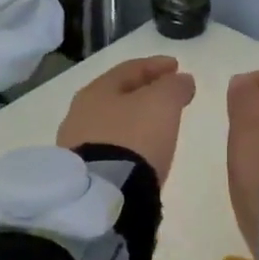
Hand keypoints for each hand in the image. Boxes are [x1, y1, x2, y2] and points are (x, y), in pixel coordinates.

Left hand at [56, 56, 196, 185]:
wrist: (106, 194)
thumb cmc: (134, 138)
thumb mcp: (162, 104)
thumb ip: (174, 86)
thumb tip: (182, 80)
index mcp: (96, 91)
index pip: (129, 69)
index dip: (156, 65)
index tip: (177, 66)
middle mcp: (79, 114)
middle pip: (117, 95)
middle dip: (144, 92)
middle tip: (167, 95)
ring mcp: (77, 145)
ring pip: (111, 122)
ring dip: (135, 119)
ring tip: (157, 125)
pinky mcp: (83, 173)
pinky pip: (109, 147)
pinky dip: (128, 142)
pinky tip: (140, 151)